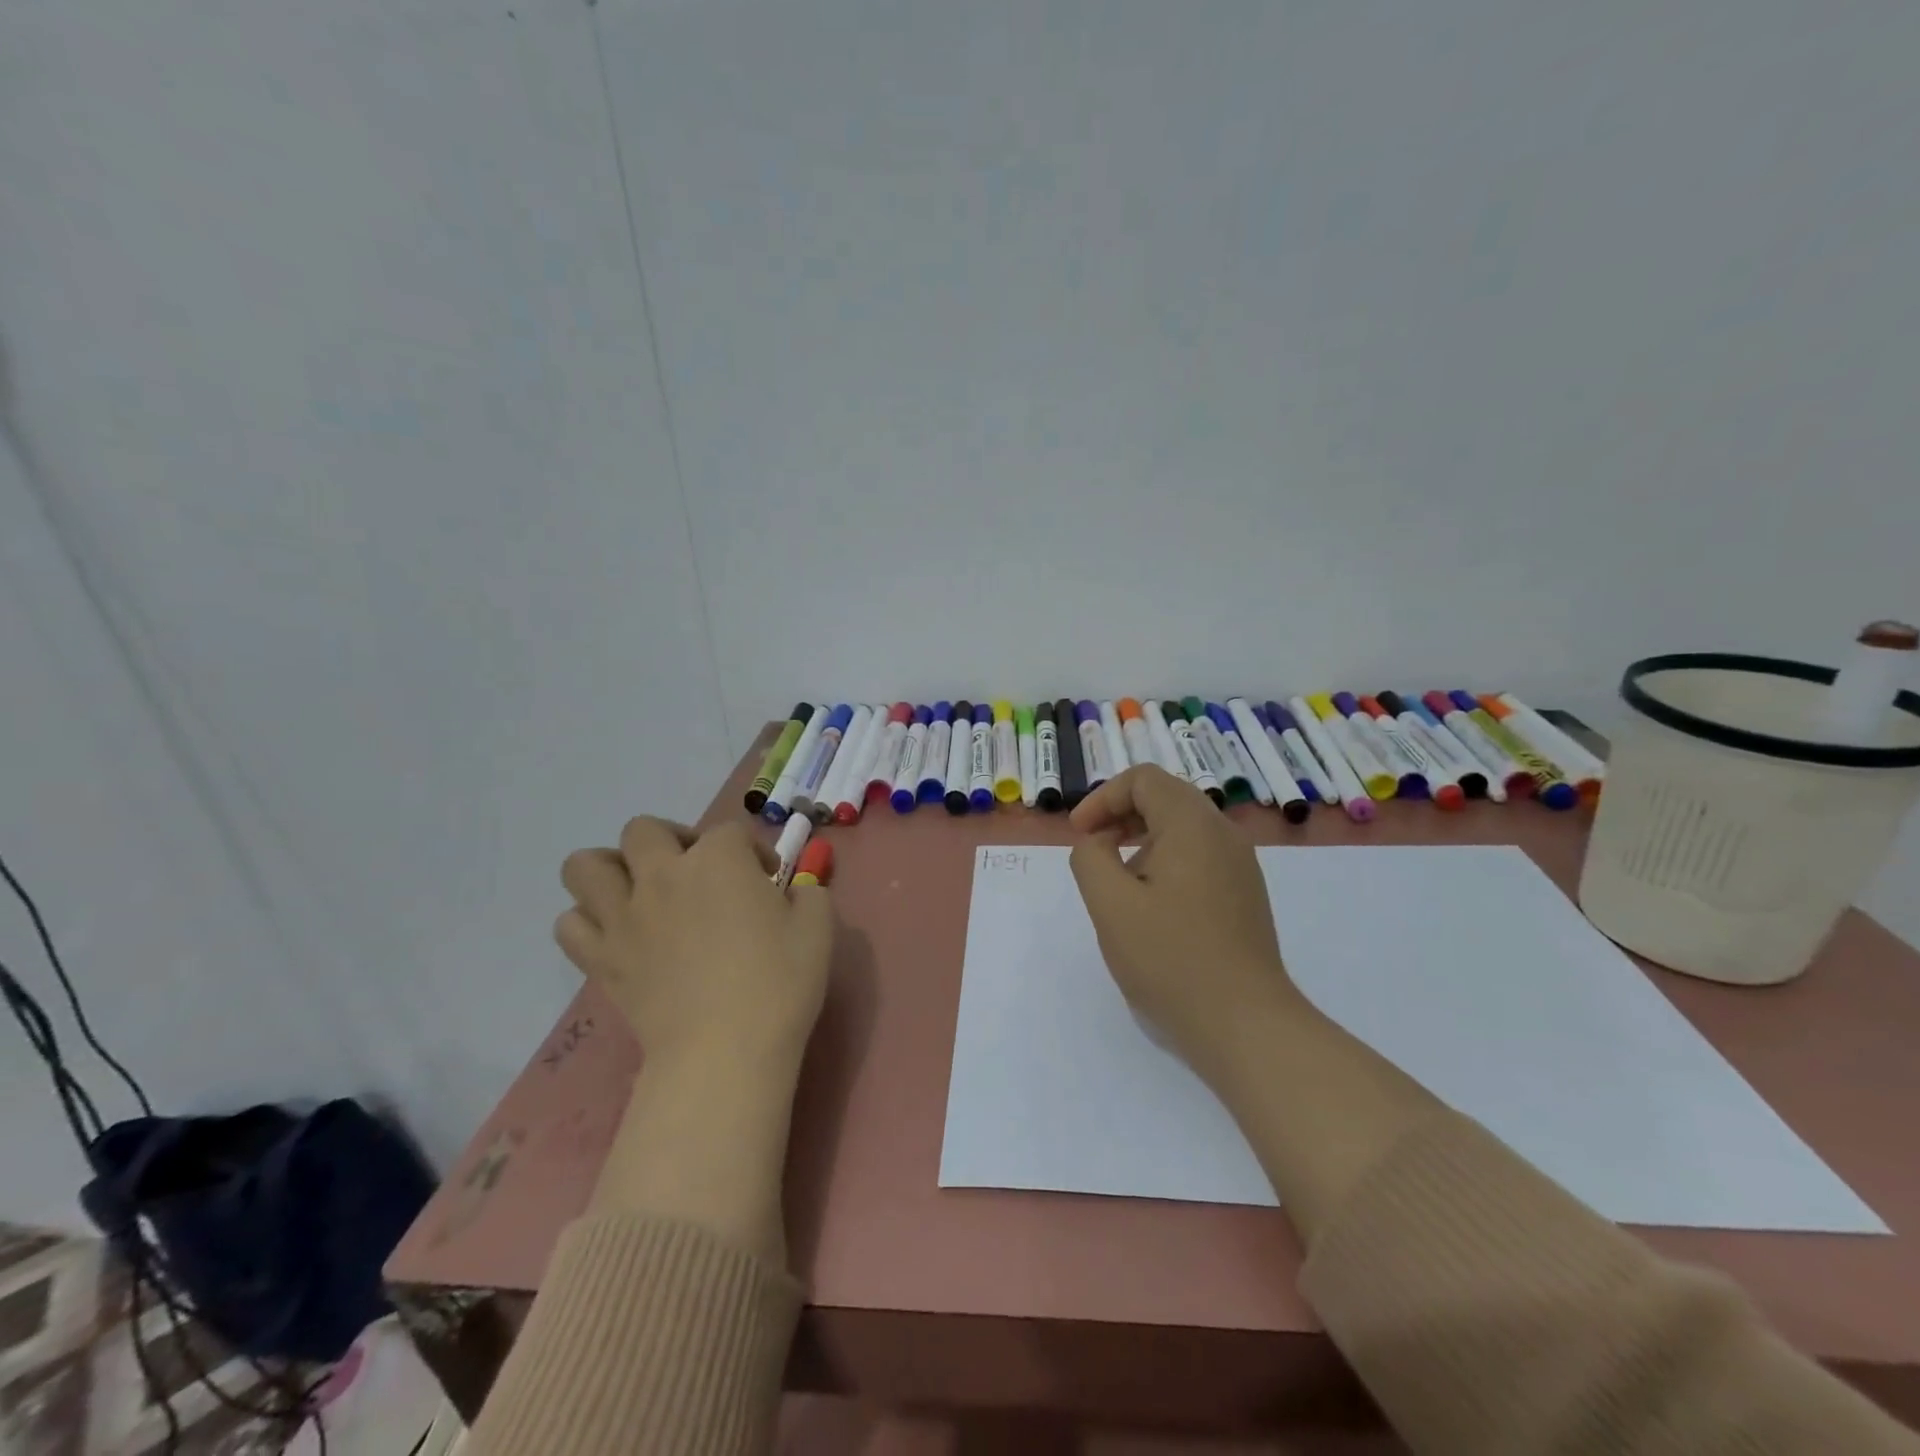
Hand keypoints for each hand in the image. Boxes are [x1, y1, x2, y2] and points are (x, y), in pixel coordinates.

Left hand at [555, 818, 833, 1076]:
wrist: (725, 1050)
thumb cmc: (779, 983)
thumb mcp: (818, 928)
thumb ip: (808, 895)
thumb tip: (793, 892)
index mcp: (719, 860)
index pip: (731, 832)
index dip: (754, 851)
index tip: (769, 881)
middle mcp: (663, 874)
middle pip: (644, 830)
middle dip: (671, 840)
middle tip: (695, 873)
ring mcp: (623, 916)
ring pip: (585, 865)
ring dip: (610, 870)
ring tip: (638, 891)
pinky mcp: (601, 958)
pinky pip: (569, 924)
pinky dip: (588, 922)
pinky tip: (617, 935)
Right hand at [1069, 765, 1303, 1077]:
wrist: (1245, 1025)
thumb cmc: (1171, 959)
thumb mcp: (1110, 905)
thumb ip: (1090, 858)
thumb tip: (1098, 843)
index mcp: (1193, 825)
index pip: (1144, 780)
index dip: (1103, 798)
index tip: (1080, 835)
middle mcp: (1224, 835)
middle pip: (1166, 798)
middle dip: (1121, 816)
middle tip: (1093, 851)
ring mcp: (1240, 866)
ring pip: (1183, 829)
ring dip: (1142, 841)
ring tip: (1119, 885)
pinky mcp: (1244, 895)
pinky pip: (1199, 857)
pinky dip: (1165, 863)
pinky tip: (1152, 908)